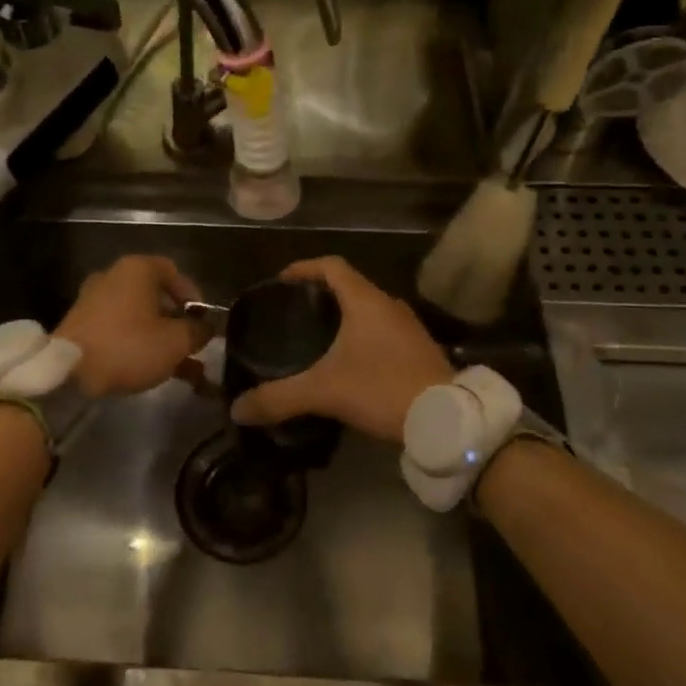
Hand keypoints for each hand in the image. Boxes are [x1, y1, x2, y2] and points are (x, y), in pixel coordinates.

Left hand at [54, 255, 208, 397]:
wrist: (69, 372)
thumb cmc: (128, 346)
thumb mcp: (175, 342)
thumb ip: (198, 331)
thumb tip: (206, 328)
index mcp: (137, 269)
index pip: (174, 272)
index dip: (194, 296)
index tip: (203, 322)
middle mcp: (114, 276)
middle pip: (156, 295)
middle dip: (178, 323)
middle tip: (192, 346)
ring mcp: (95, 300)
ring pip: (139, 316)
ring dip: (161, 338)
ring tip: (180, 368)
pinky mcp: (82, 324)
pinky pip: (120, 329)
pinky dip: (138, 344)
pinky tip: (153, 370)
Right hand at [229, 258, 452, 443]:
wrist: (447, 420)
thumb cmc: (382, 389)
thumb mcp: (324, 392)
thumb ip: (278, 398)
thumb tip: (237, 409)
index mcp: (366, 301)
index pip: (332, 265)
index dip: (304, 268)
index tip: (282, 281)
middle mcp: (390, 305)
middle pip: (350, 286)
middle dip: (321, 295)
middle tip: (294, 313)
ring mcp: (409, 328)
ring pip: (369, 310)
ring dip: (344, 317)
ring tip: (317, 337)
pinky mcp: (421, 350)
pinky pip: (384, 331)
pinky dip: (363, 337)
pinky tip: (350, 363)